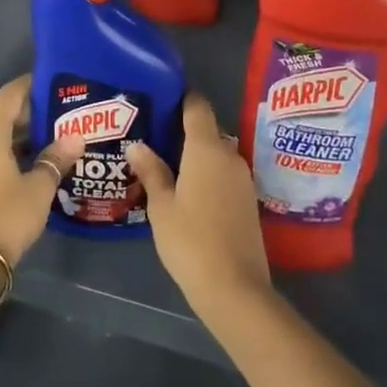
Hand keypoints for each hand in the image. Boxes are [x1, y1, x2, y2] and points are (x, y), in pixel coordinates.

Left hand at [0, 74, 83, 266]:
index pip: (10, 94)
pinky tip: (35, 163)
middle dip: (32, 114)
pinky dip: (11, 153)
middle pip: (3, 115)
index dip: (31, 85)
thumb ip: (56, 159)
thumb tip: (76, 137)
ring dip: (22, 136)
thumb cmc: (6, 215)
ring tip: (54, 139)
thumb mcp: (39, 187)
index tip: (54, 82)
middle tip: (63, 115)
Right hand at [127, 92, 270, 321]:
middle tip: (153, 138)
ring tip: (165, 164)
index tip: (160, 100)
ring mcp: (242, 178)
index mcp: (206, 149)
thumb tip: (137, 145)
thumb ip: (151, 171)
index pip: (197, 106)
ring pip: (216, 153)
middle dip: (183, 130)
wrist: (236, 289)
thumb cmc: (191, 241)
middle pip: (206, 129)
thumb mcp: (161, 207)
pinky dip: (207, 173)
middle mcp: (229, 155)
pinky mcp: (248, 199)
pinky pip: (224, 173)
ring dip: (195, 155)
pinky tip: (187, 190)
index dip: (181, 98)